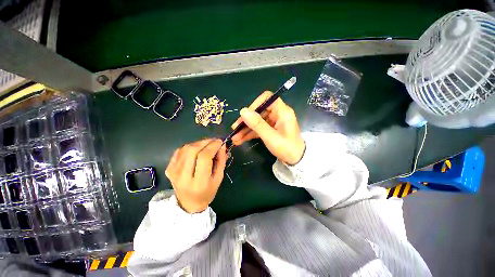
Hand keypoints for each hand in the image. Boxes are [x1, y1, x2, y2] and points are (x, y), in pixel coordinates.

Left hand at [165, 139, 226, 212]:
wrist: (188, 203)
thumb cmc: (207, 192)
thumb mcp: (219, 178)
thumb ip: (221, 161)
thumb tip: (221, 145)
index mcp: (198, 182)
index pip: (204, 157)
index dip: (212, 146)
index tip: (220, 142)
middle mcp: (183, 177)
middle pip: (192, 150)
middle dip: (205, 142)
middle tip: (214, 141)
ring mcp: (173, 172)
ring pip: (186, 148)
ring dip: (199, 143)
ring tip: (207, 145)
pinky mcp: (168, 168)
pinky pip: (180, 151)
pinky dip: (190, 147)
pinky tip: (197, 150)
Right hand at [231, 91, 304, 164]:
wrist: (296, 161)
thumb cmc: (287, 148)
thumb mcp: (271, 137)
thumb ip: (257, 124)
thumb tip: (243, 111)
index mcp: (282, 111)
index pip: (267, 98)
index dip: (255, 104)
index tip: (245, 115)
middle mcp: (277, 114)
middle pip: (259, 112)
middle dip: (246, 121)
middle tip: (235, 129)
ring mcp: (273, 122)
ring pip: (257, 121)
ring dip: (246, 129)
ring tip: (235, 138)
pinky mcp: (270, 129)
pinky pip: (258, 128)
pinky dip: (250, 134)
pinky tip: (240, 140)